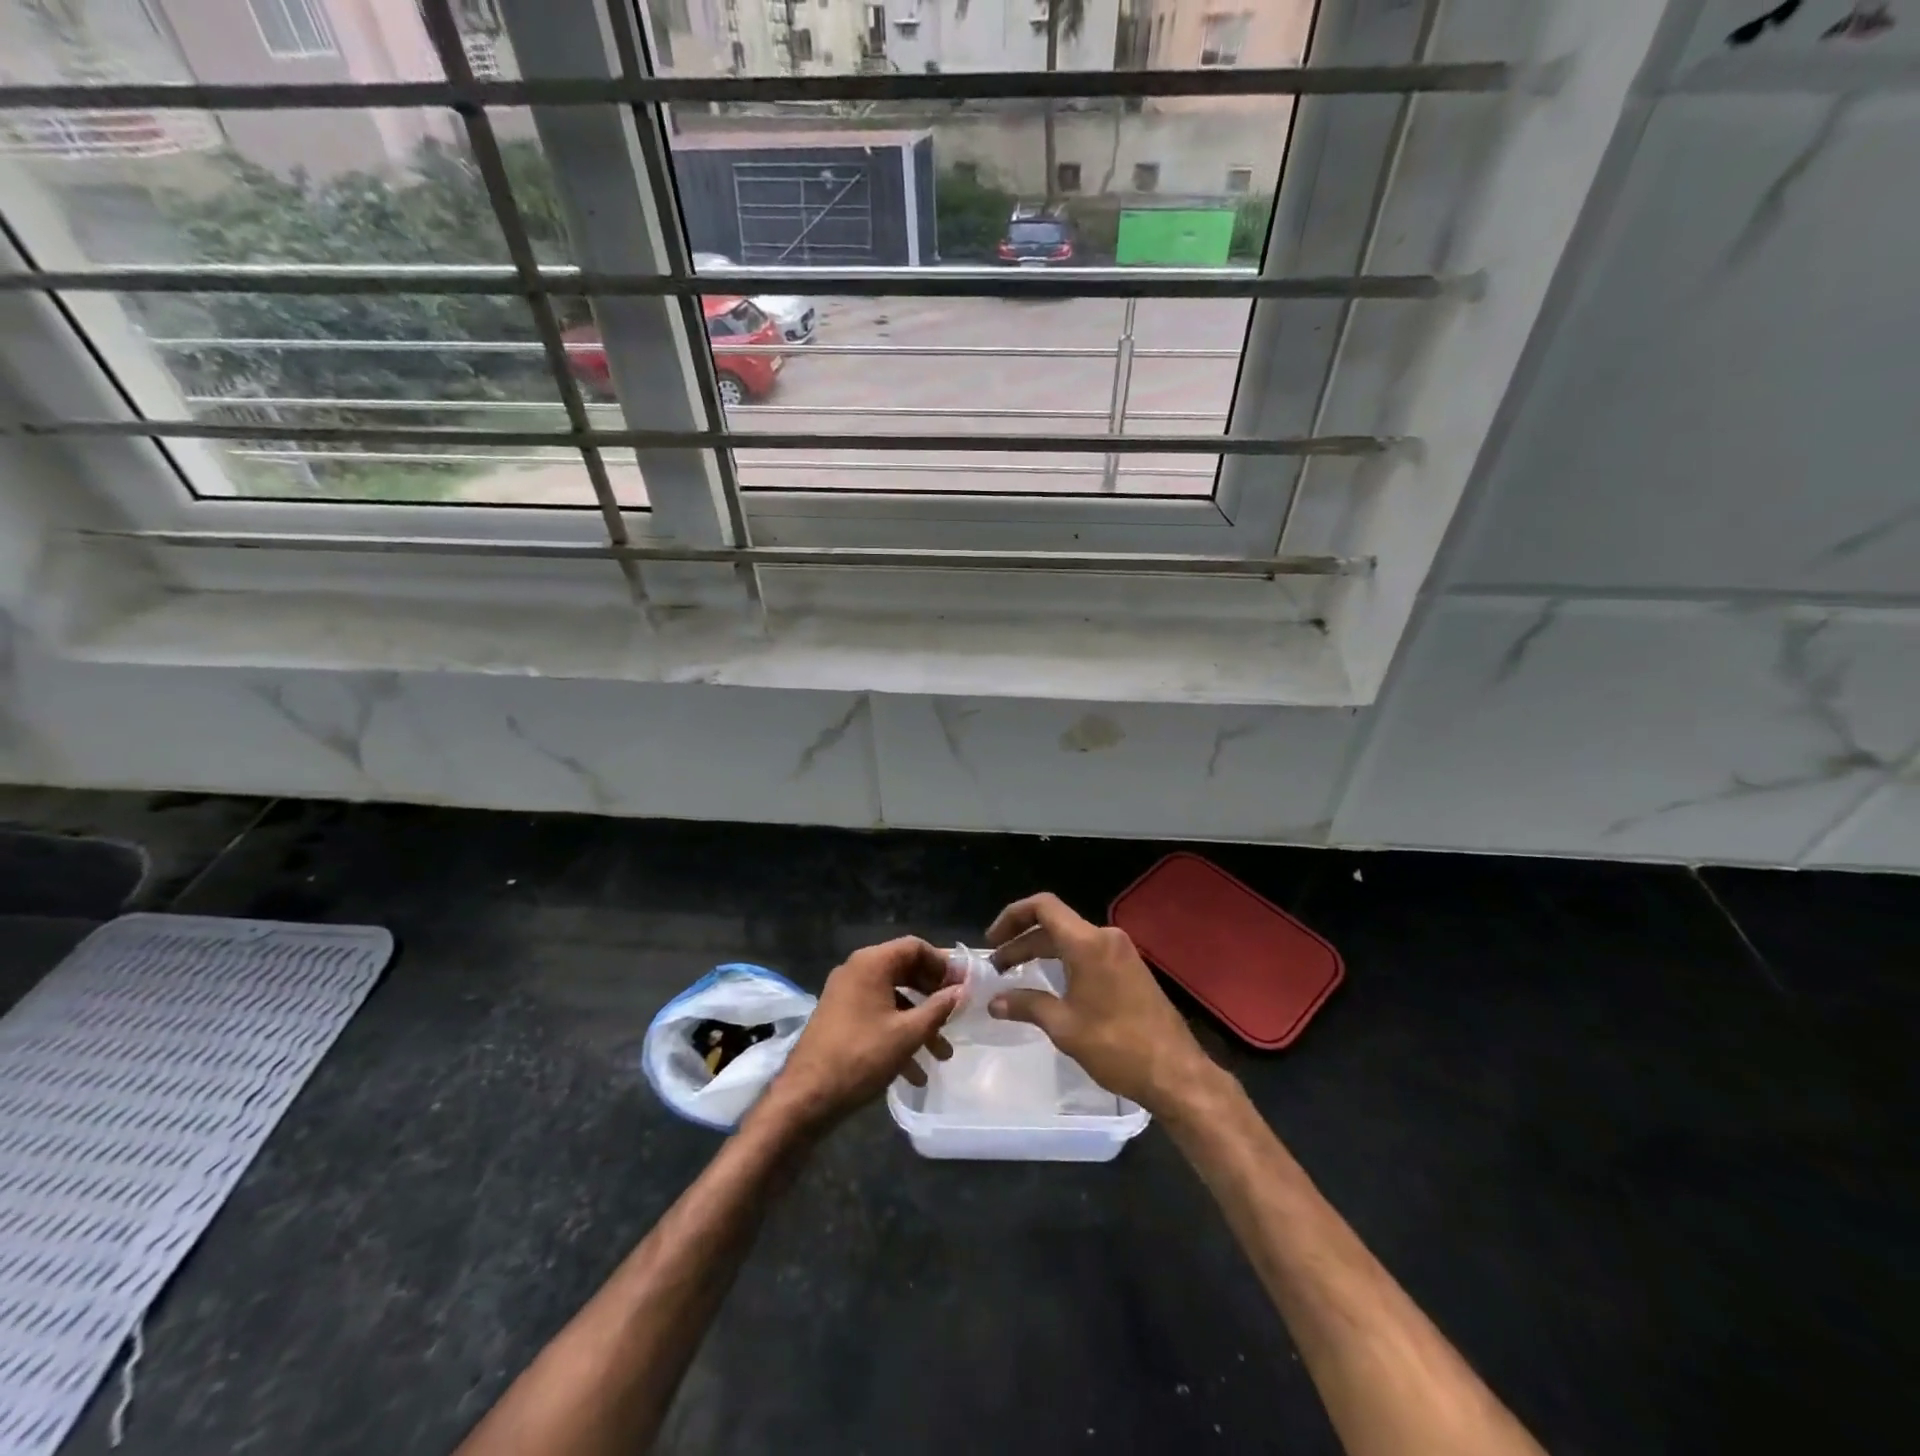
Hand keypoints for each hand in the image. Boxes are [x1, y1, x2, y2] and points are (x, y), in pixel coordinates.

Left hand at [761, 937, 962, 1132]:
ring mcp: (845, 994)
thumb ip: (938, 1008)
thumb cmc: (861, 1057)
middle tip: (957, 1014)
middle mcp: (857, 970)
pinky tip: (915, 1072)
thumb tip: (961, 991)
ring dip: (919, 1022)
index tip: (963, 986)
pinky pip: (877, 1015)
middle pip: (905, 970)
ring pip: (893, 998)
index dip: (943, 964)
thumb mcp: (908, 1034)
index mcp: (871, 963)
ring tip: (942, 1054)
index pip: (915, 947)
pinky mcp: (840, 1018)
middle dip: (933, 995)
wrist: (805, 1097)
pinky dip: (898, 1034)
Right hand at [985, 892, 1215, 1115]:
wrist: (1175, 1072)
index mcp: (1087, 943)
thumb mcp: (1064, 1026)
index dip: (1012, 917)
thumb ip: (1027, 1006)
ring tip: (1016, 974)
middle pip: (1055, 924)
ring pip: (1071, 939)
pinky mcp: (1130, 969)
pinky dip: (1063, 961)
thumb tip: (995, 1002)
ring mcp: (1121, 952)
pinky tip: (1050, 985)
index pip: (1043, 907)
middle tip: (997, 966)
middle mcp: (1105, 937)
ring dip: (1042, 952)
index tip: (992, 942)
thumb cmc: (1116, 1046)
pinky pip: (1088, 952)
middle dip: (1022, 941)